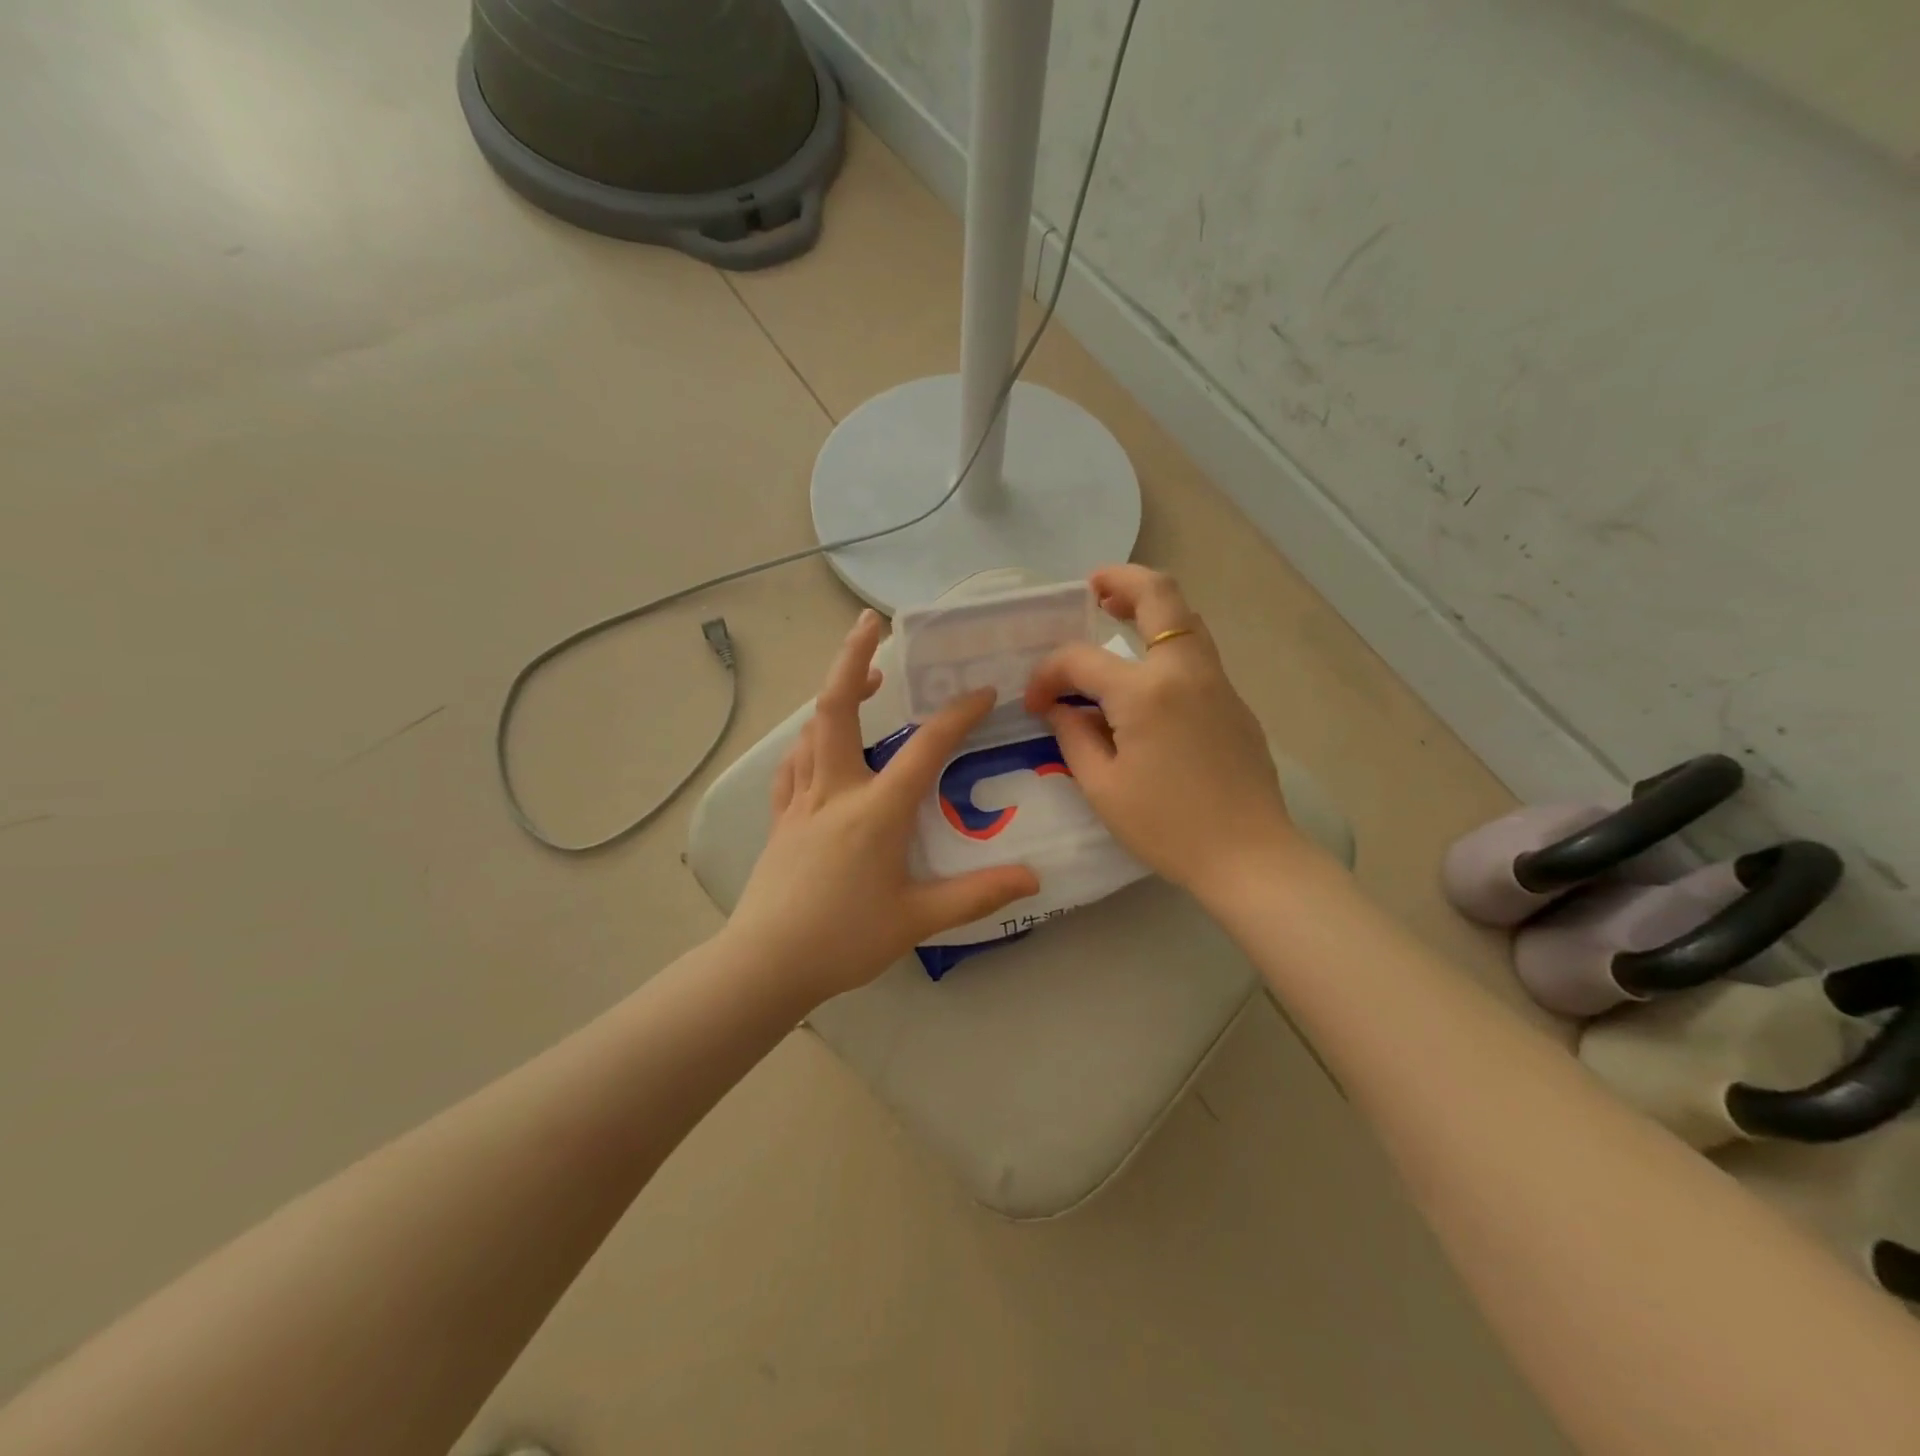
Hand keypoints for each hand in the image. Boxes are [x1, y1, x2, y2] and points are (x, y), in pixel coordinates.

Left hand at [728, 610, 1039, 1002]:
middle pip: (837, 708)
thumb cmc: (844, 939)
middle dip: (854, 659)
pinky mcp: (781, 818)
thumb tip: (1033, 879)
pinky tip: (820, 744)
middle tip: (870, 623)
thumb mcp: (918, 919)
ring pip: (812, 730)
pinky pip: (793, 765)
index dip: (957, 714)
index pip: (924, 748)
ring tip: (864, 679)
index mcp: (876, 811)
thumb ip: (977, 895)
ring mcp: (802, 801)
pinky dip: (810, 741)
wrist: (766, 964)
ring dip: (837, 695)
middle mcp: (836, 791)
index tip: (982, 691)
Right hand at [1023, 565, 1298, 894]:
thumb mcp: (1103, 788)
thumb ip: (1074, 737)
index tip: (1035, 703)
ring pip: (1186, 617)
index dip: (1048, 675)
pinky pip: (1197, 652)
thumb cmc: (1168, 827)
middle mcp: (1185, 671)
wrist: (1249, 856)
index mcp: (1145, 692)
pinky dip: (1167, 641)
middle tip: (1091, 588)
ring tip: (1114, 614)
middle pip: (1159, 595)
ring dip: (1148, 605)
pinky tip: (1146, 674)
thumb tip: (1059, 708)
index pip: (1080, 660)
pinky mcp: (1234, 701)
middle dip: (1121, 580)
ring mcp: (1217, 682)